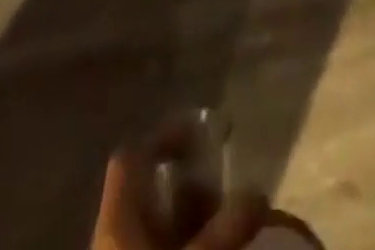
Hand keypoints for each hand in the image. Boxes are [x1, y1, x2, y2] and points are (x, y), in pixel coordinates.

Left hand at [91, 132, 267, 249]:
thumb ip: (228, 229)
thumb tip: (258, 193)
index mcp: (116, 222)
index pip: (132, 157)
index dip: (165, 137)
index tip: (205, 135)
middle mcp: (116, 242)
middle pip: (155, 198)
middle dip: (198, 193)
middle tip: (237, 198)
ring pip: (166, 236)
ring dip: (203, 229)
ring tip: (241, 233)